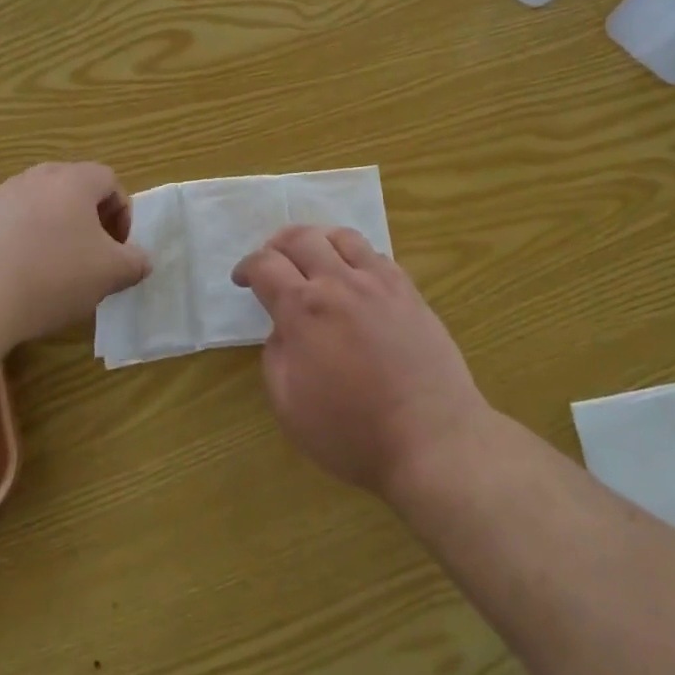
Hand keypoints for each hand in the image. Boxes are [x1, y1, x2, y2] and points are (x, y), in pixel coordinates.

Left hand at [0, 162, 148, 347]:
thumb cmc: (53, 277)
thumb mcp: (110, 274)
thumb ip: (134, 262)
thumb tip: (140, 260)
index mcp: (73, 180)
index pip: (109, 180)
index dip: (122, 212)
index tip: (118, 247)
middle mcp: (36, 177)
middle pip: (73, 189)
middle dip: (88, 220)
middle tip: (91, 256)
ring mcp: (0, 196)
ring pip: (40, 206)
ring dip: (55, 230)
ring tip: (54, 270)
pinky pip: (10, 224)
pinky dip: (23, 243)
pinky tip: (20, 277)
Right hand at [233, 226, 490, 498]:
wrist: (431, 438)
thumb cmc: (353, 432)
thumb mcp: (289, 406)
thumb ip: (275, 356)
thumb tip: (283, 328)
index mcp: (304, 309)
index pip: (265, 265)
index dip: (247, 267)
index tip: (243, 279)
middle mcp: (339, 282)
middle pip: (302, 238)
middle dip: (277, 244)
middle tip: (271, 260)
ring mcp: (379, 282)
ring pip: (342, 236)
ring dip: (318, 239)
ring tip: (312, 256)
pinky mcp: (408, 291)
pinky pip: (376, 255)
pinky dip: (354, 255)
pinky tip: (354, 275)